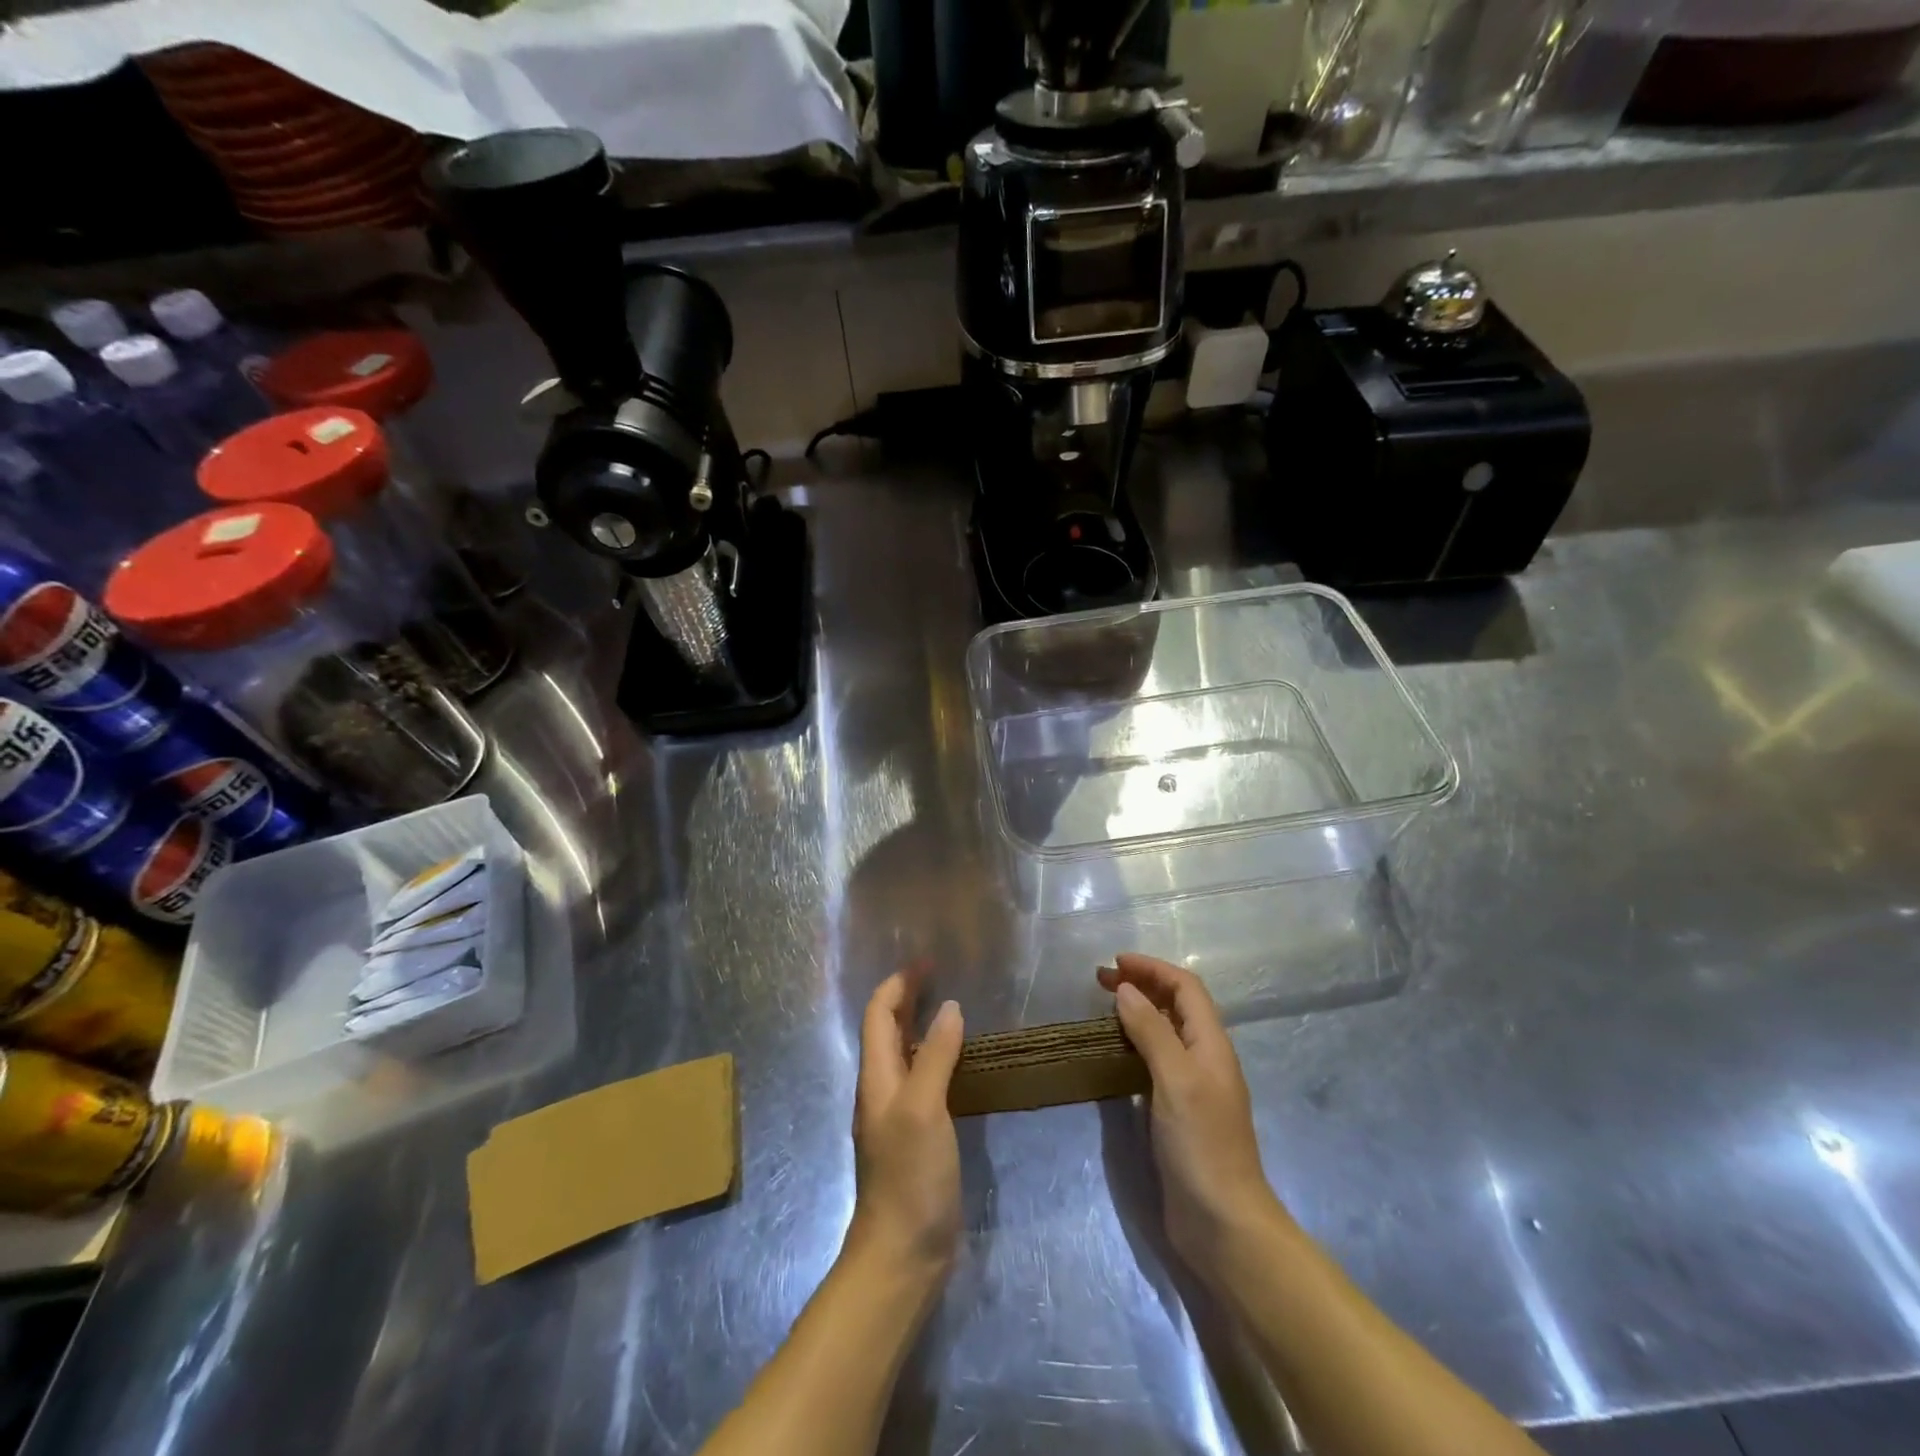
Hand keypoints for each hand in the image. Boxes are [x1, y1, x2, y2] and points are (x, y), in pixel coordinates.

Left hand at [847, 971, 964, 1280]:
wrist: (902, 1254)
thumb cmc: (910, 1176)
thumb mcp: (924, 1108)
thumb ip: (934, 1056)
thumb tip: (950, 1007)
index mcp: (876, 1077)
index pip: (878, 1014)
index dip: (898, 983)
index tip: (928, 961)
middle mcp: (882, 1089)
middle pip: (887, 1029)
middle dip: (908, 997)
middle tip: (941, 976)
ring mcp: (897, 1114)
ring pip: (904, 1054)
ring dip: (921, 1025)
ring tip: (953, 1009)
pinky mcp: (915, 1136)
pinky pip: (921, 1080)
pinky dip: (935, 1057)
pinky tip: (959, 1063)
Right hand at [1100, 954, 1288, 1278]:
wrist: (1223, 1223)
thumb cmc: (1201, 1144)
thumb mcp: (1175, 1080)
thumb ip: (1152, 1031)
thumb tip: (1127, 991)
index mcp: (1211, 1044)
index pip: (1185, 987)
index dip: (1152, 968)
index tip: (1115, 963)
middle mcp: (1205, 1058)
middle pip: (1176, 1005)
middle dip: (1143, 984)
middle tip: (1101, 980)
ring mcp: (1193, 1086)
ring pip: (1166, 1031)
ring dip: (1139, 1011)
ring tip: (1105, 1007)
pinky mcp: (1179, 1111)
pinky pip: (1157, 1060)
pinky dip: (1137, 1042)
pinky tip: (1116, 1050)